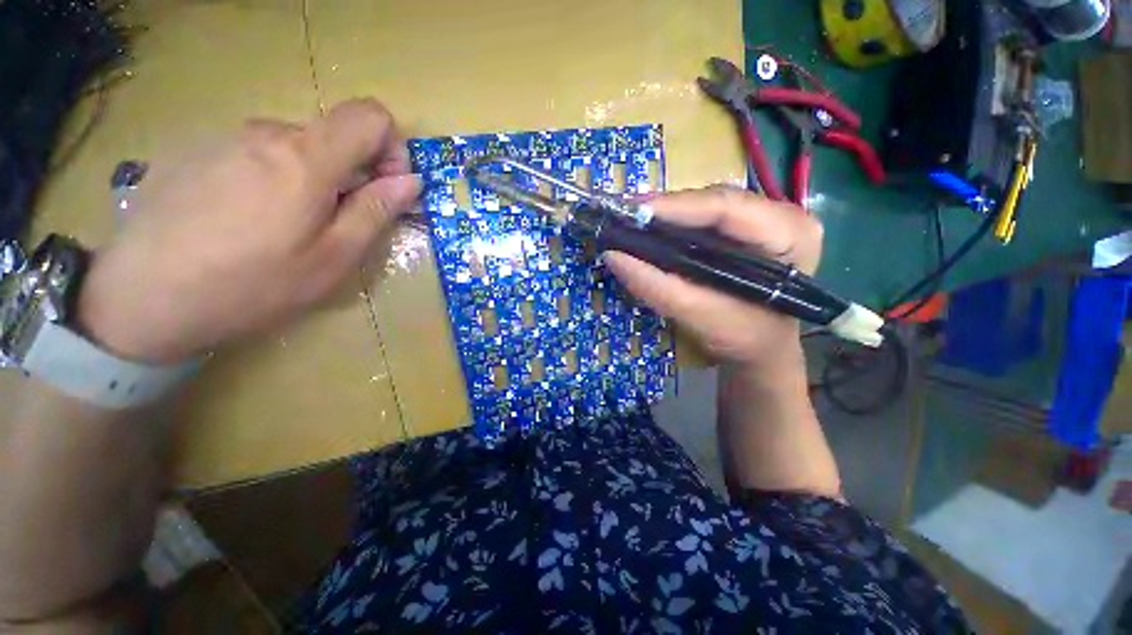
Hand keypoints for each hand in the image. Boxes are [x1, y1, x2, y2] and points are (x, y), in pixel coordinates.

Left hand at [78, 98, 420, 364]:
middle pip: (332, 135)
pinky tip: (246, 220)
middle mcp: (265, 132)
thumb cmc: (252, 284)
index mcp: (305, 157)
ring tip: (287, 227)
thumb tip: (410, 181)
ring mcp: (224, 138)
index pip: (370, 116)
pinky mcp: (194, 151)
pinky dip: (271, 179)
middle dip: (351, 173)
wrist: (142, 298)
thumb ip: (375, 211)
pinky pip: (254, 153)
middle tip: (336, 223)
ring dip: (310, 179)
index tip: (385, 188)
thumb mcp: (334, 257)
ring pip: (293, 146)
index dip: (391, 147)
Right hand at [604, 186, 822, 369]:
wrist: (762, 350)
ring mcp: (769, 217)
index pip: (727, 208)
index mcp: (790, 235)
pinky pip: (707, 216)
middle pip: (716, 200)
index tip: (632, 212)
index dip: (676, 207)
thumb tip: (613, 257)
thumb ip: (657, 287)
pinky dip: (677, 222)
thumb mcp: (699, 316)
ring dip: (669, 213)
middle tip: (625, 216)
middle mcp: (785, 215)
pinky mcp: (750, 227)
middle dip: (668, 209)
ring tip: (633, 220)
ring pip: (708, 204)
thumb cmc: (743, 339)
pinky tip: (654, 227)